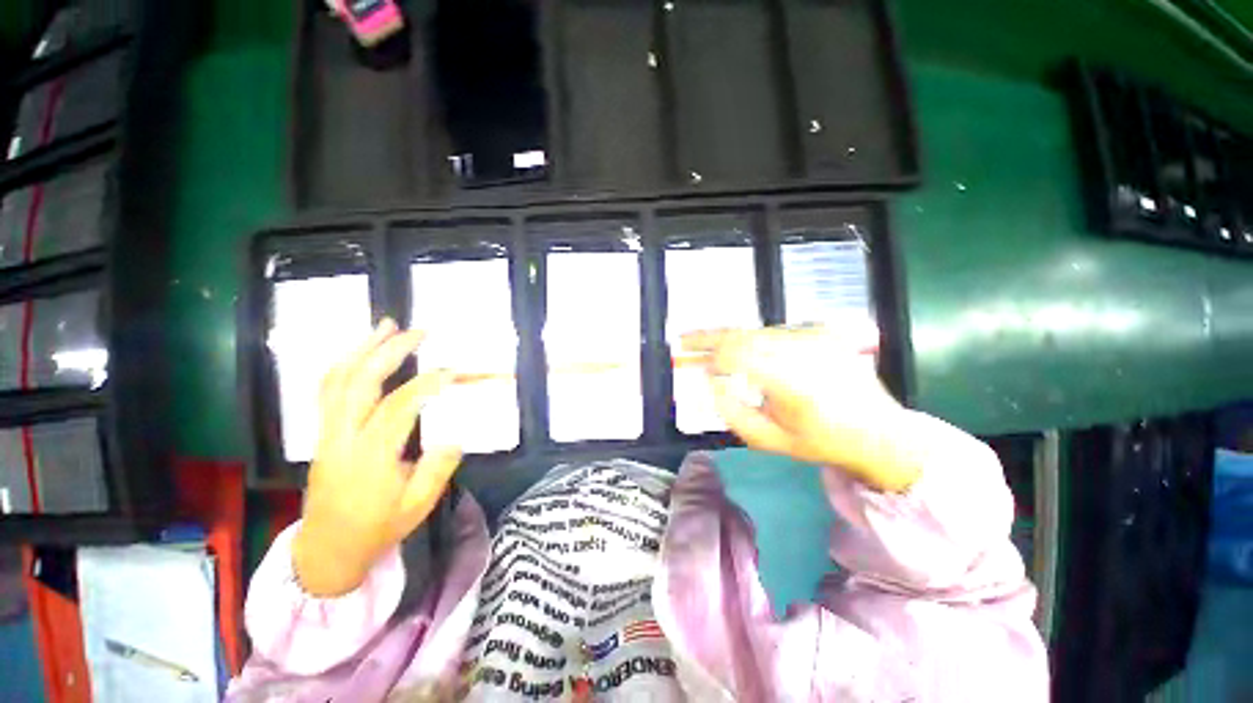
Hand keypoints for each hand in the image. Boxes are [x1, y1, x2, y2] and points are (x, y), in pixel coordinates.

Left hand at [293, 319, 462, 596]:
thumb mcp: (417, 506)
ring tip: (384, 327)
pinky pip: (327, 391)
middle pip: (360, 383)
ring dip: (361, 349)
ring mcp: (327, 434)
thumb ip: (438, 469)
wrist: (327, 550)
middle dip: (388, 351)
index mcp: (371, 457)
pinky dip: (344, 365)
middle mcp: (343, 438)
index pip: (399, 407)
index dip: (427, 383)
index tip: (451, 370)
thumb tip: (454, 436)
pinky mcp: (321, 434)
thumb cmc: (377, 529)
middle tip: (415, 331)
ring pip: (337, 381)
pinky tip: (360, 353)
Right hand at [682, 326, 919, 492]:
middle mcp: (803, 353)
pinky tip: (741, 348)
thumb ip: (733, 413)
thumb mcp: (770, 441)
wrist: (878, 431)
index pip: (737, 356)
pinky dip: (752, 339)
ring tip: (707, 344)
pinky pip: (775, 333)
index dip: (709, 356)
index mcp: (791, 383)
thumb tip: (710, 383)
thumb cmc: (821, 442)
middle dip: (709, 337)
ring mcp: (816, 339)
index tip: (692, 362)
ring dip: (729, 338)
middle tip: (684, 339)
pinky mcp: (822, 334)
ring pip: (757, 331)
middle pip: (743, 336)